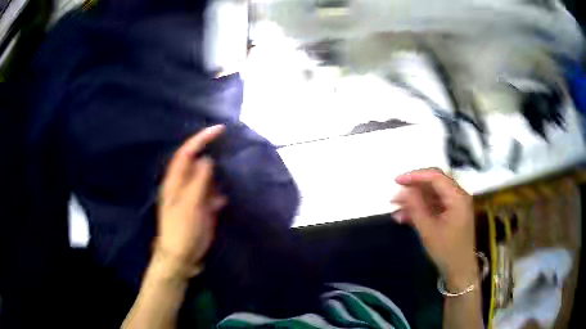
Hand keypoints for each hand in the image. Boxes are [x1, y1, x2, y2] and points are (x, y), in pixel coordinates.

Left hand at [155, 125, 226, 278]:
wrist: (182, 256)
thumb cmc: (182, 229)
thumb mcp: (190, 204)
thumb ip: (199, 181)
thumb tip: (208, 159)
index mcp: (175, 181)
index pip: (187, 152)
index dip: (201, 139)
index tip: (220, 130)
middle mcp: (183, 185)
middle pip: (196, 162)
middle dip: (211, 152)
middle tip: (230, 146)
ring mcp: (193, 197)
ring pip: (206, 177)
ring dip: (218, 173)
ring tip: (233, 167)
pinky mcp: (201, 208)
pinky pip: (212, 193)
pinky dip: (220, 192)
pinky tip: (226, 196)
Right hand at [392, 168, 476, 288]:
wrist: (459, 270)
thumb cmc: (447, 250)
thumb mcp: (429, 229)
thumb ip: (416, 207)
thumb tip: (403, 190)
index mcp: (457, 196)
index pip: (435, 176)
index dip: (415, 176)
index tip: (397, 181)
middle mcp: (458, 196)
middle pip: (433, 184)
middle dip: (413, 189)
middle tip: (395, 196)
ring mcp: (455, 205)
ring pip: (431, 195)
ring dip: (414, 201)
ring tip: (396, 209)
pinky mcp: (451, 214)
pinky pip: (434, 206)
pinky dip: (420, 209)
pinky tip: (404, 217)